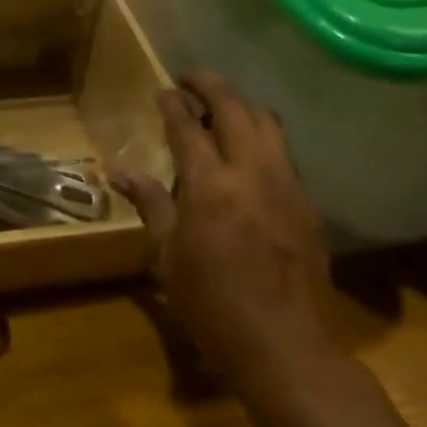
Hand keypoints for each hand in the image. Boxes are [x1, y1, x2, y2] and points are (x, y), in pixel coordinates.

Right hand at [112, 71, 336, 384]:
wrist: (285, 348)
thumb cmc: (213, 305)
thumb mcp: (169, 257)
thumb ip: (151, 203)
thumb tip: (119, 170)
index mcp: (211, 185)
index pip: (188, 126)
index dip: (173, 103)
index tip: (163, 89)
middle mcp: (251, 172)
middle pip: (234, 107)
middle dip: (210, 84)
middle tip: (191, 78)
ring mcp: (286, 185)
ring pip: (267, 122)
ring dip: (241, 105)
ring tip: (222, 108)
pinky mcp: (307, 203)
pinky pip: (284, 152)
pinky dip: (263, 137)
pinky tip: (249, 153)